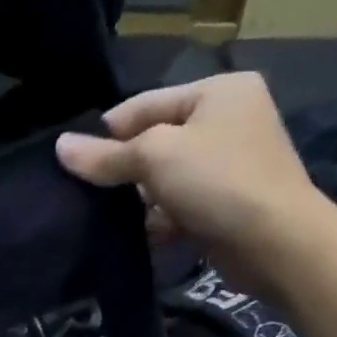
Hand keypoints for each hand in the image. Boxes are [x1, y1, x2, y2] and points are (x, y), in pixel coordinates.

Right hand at [55, 74, 336, 258]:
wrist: (277, 244)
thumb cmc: (218, 182)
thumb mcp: (155, 158)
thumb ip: (106, 155)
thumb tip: (60, 148)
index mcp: (218, 92)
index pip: (146, 104)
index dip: (107, 132)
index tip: (72, 162)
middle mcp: (229, 121)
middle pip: (156, 142)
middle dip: (123, 169)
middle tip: (84, 194)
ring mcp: (232, 165)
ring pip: (166, 179)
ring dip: (139, 200)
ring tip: (102, 220)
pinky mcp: (229, 205)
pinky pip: (181, 207)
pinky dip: (160, 221)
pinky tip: (135, 238)